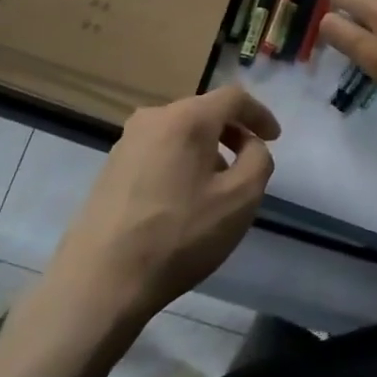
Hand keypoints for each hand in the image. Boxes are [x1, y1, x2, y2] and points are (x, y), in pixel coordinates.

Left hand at [41, 86, 280, 331]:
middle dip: (232, 134)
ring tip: (217, 188)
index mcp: (187, 117)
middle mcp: (153, 118)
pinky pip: (158, 151)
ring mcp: (126, 142)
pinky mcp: (110, 168)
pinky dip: (181, 163)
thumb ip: (258, 160)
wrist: (101, 279)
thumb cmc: (180, 235)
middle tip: (248, 165)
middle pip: (204, 112)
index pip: (233, 97)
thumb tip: (250, 146)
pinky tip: (183, 200)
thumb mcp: (241, 199)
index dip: (260, 114)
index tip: (275, 138)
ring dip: (206, 150)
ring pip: (180, 133)